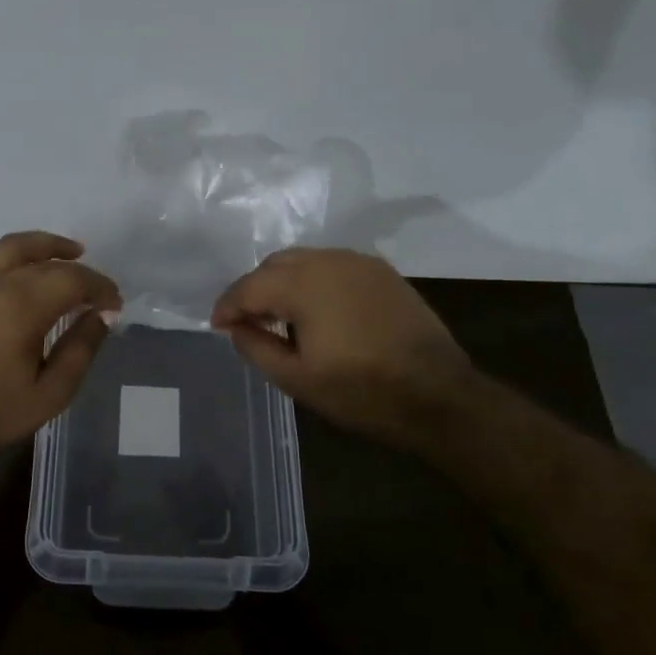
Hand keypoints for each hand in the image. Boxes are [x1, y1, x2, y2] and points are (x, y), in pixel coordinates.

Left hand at [0, 231, 121, 454]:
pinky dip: (13, 251)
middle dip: (79, 269)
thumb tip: (102, 315)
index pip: (73, 279)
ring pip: (13, 245)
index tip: (115, 304)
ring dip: (45, 246)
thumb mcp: (51, 393)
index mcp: (20, 307)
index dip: (100, 287)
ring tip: (69, 253)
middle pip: (46, 259)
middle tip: (97, 290)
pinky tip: (24, 264)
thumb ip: (81, 348)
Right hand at [211, 248, 470, 444]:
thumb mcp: (297, 379)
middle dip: (254, 289)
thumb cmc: (361, 391)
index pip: (250, 286)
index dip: (228, 306)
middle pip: (275, 264)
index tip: (217, 326)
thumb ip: (256, 347)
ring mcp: (358, 262)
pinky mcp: (381, 272)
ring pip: (304, 260)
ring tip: (279, 315)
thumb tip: (235, 328)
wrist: (438, 394)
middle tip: (247, 321)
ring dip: (283, 282)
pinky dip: (312, 280)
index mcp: (303, 285)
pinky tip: (316, 309)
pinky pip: (332, 265)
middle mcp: (328, 261)